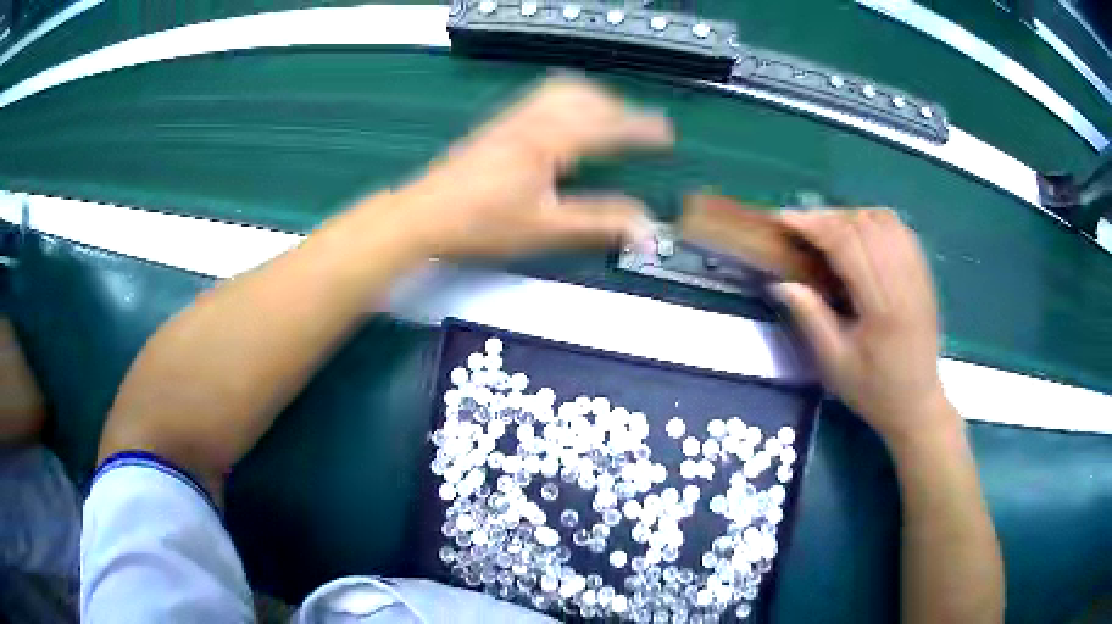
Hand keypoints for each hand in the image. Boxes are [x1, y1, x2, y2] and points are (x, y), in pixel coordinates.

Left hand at [393, 76, 671, 256]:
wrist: (423, 215)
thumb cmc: (482, 224)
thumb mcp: (545, 228)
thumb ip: (598, 224)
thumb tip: (646, 227)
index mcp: (549, 141)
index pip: (607, 127)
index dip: (641, 130)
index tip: (667, 135)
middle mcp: (533, 120)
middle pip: (586, 97)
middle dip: (620, 110)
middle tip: (640, 131)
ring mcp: (513, 118)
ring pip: (563, 91)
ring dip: (595, 100)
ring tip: (611, 121)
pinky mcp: (499, 124)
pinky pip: (543, 97)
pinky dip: (570, 100)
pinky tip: (568, 121)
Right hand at [772, 209, 951, 443]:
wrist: (917, 403)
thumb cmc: (874, 390)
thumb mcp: (835, 364)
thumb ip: (811, 318)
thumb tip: (780, 282)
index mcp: (883, 307)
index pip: (848, 244)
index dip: (814, 225)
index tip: (784, 219)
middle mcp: (905, 281)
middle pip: (864, 224)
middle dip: (827, 216)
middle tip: (799, 225)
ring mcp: (919, 273)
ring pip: (884, 220)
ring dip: (851, 215)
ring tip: (828, 229)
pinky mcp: (924, 272)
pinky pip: (900, 229)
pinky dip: (874, 220)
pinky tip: (859, 233)